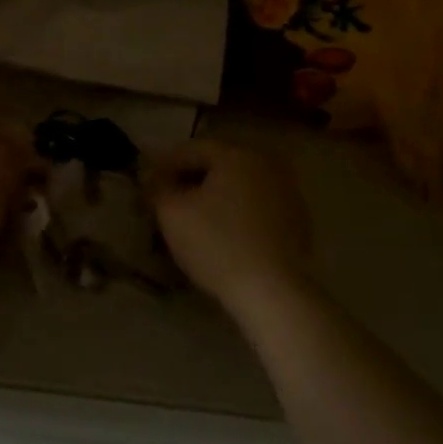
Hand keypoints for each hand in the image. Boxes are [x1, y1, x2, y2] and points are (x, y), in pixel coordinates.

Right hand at [146, 139, 311, 315]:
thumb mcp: (172, 212)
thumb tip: (154, 180)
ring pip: (237, 185)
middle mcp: (265, 163)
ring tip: (191, 216)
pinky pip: (255, 206)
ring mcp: (287, 192)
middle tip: (166, 198)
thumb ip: (158, 188)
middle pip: (216, 164)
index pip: (190, 149)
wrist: (273, 294)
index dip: (163, 165)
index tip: (146, 184)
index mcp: (236, 154)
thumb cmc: (217, 244)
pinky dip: (235, 211)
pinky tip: (221, 232)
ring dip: (213, 195)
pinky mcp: (297, 221)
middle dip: (189, 178)